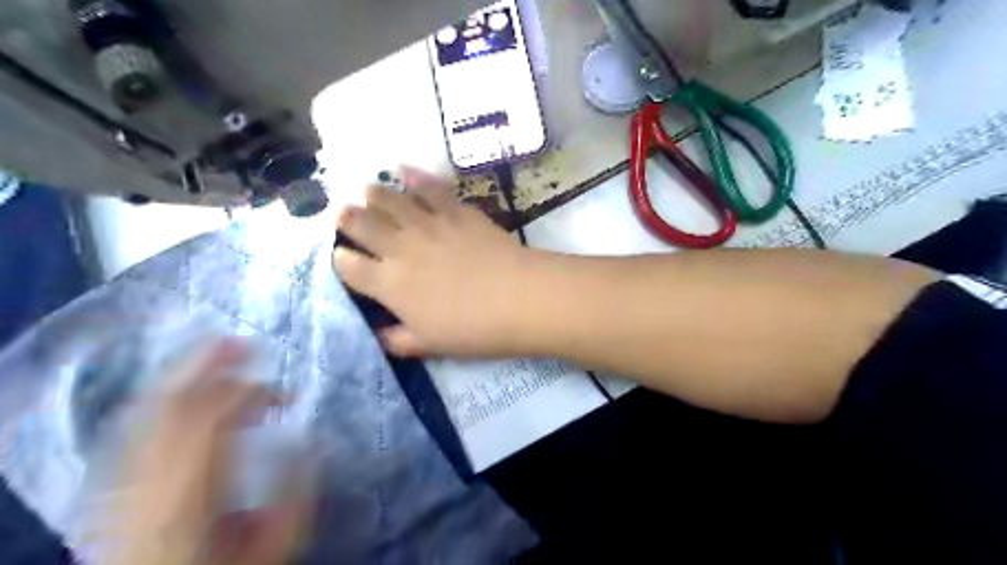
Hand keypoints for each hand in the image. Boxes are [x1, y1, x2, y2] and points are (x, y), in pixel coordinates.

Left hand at [98, 341, 312, 564]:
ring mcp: (125, 477)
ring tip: (213, 349)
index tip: (284, 390)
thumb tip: (305, 437)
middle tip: (240, 340)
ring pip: (148, 410)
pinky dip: (162, 396)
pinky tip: (181, 386)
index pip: (214, 421)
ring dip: (182, 373)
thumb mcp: (274, 542)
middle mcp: (150, 476)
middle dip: (206, 364)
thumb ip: (293, 489)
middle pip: (171, 406)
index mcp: (191, 490)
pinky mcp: (117, 480)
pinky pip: (134, 425)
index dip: (249, 392)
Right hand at [334, 165, 534, 357]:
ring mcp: (427, 224)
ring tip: (368, 191)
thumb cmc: (472, 329)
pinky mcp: (455, 210)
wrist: (517, 298)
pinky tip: (405, 171)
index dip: (341, 260)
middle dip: (346, 218)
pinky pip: (429, 187)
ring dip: (373, 194)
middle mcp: (399, 248)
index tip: (342, 257)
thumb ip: (397, 340)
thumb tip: (378, 335)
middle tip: (344, 214)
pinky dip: (415, 178)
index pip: (349, 267)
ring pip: (389, 199)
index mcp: (389, 284)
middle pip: (360, 224)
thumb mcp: (429, 345)